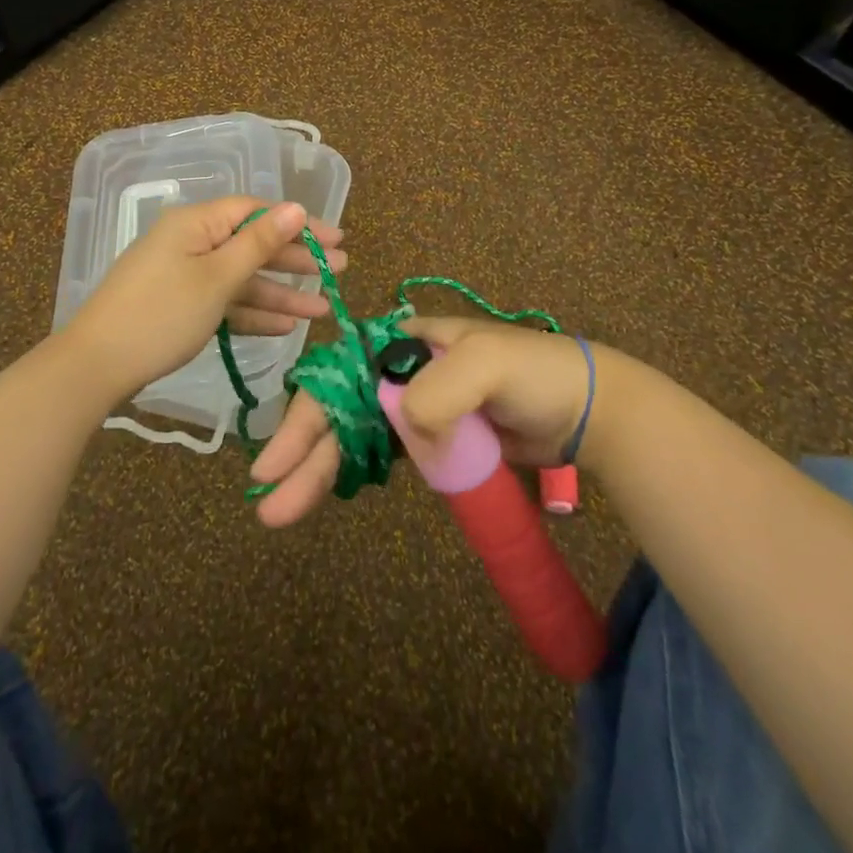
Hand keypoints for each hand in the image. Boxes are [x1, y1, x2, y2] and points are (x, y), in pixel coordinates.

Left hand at [61, 197, 345, 401]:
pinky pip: (224, 301)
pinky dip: (252, 313)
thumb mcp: (217, 278)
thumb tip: (295, 206)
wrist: (96, 366)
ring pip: (241, 278)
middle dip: (296, 260)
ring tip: (322, 309)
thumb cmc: (162, 314)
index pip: (257, 212)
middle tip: (339, 271)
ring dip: (280, 293)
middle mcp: (191, 242)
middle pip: (252, 244)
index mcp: (197, 223)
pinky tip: (285, 327)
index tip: (336, 239)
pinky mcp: (179, 306)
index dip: (299, 223)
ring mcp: (184, 275)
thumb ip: (259, 243)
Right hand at [249, 316, 603, 526]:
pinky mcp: (432, 440)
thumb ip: (437, 392)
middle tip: (268, 505)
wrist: (584, 409)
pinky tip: (327, 491)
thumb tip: (404, 431)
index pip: (338, 375)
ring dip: (318, 470)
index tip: (276, 460)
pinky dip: (351, 471)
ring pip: (353, 436)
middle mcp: (398, 371)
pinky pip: (382, 454)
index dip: (304, 415)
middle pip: (337, 410)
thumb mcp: (484, 365)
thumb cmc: (532, 373)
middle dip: (302, 454)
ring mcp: (414, 408)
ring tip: (283, 510)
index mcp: (402, 343)